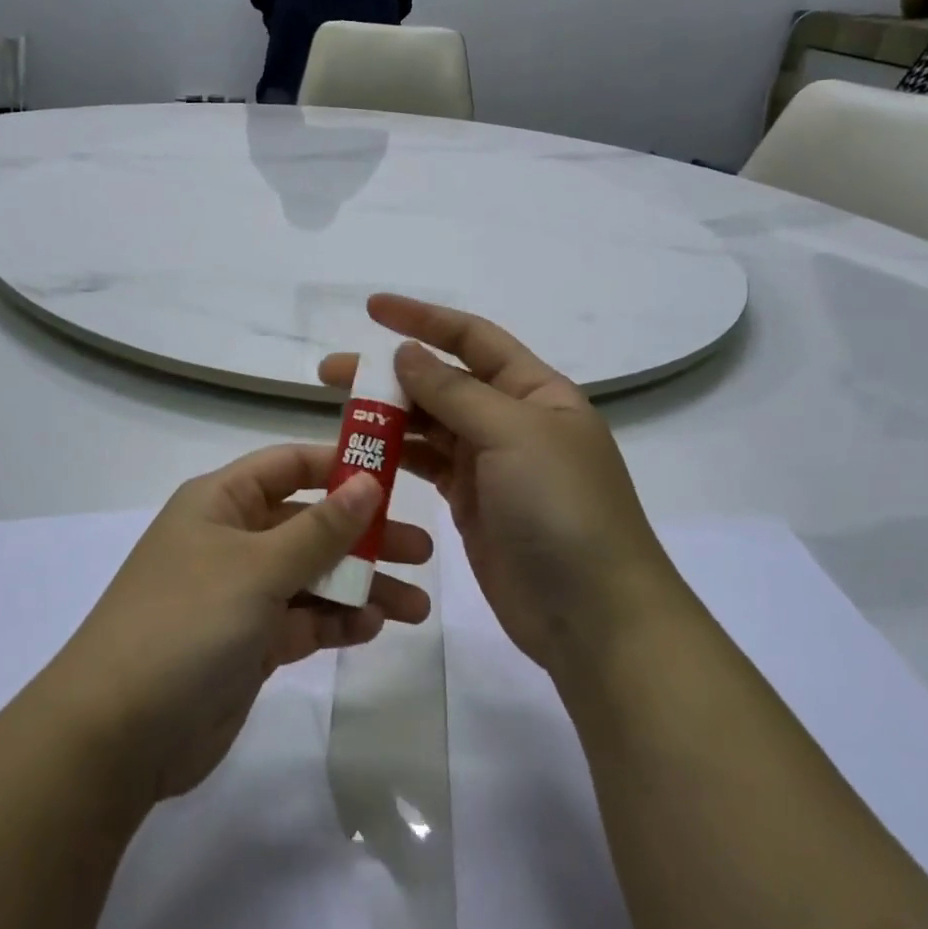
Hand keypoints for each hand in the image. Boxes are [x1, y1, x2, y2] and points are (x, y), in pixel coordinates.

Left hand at [51, 445, 432, 804]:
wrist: (116, 735)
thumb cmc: (186, 622)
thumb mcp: (258, 567)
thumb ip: (319, 528)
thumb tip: (368, 483)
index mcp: (222, 501)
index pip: (289, 465)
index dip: (340, 465)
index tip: (396, 476)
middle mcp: (232, 539)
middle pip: (310, 523)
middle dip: (364, 535)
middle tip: (422, 550)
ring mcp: (239, 593)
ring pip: (312, 576)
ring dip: (360, 586)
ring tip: (415, 606)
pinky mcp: (248, 643)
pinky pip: (302, 619)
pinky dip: (335, 621)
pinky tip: (373, 628)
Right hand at [320, 296, 675, 678]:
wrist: (595, 619)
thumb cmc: (562, 509)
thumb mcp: (512, 435)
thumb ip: (454, 391)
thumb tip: (407, 352)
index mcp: (534, 391)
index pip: (472, 338)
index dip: (422, 318)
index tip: (371, 309)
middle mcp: (511, 419)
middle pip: (442, 381)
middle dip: (389, 372)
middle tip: (332, 372)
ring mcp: (490, 463)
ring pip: (429, 424)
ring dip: (387, 415)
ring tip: (340, 415)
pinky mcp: (471, 503)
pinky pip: (426, 466)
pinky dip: (395, 457)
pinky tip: (363, 456)